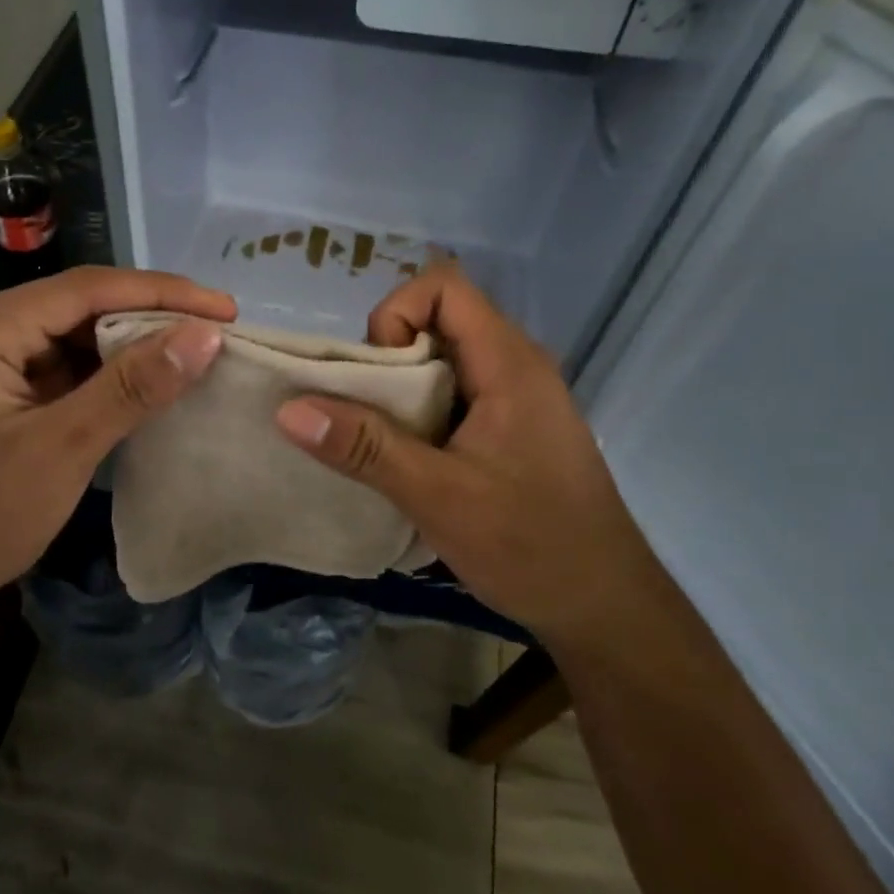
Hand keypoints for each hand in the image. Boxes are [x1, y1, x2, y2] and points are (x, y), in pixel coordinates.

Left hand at [0, 267, 233, 616]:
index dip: (160, 293)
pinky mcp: (2, 393)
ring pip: (76, 337)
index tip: (224, 309)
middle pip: (79, 306)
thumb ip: (131, 387)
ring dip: (132, 346)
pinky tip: (150, 384)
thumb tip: (205, 335)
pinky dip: (109, 376)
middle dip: (149, 317)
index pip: (83, 289)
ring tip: (194, 354)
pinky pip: (66, 369)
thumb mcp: (62, 448)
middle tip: (216, 331)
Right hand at [273, 263, 643, 636]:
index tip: (377, 373)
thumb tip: (288, 409)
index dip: (396, 314)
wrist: (605, 607)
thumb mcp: (437, 496)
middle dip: (388, 358)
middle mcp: (517, 365)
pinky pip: (457, 394)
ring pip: (444, 360)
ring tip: (382, 442)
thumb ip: (364, 447)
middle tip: (366, 416)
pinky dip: (422, 413)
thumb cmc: (530, 546)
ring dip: (401, 390)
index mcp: (508, 363)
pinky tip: (410, 461)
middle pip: (438, 320)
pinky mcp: (514, 428)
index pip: (443, 286)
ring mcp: (518, 397)